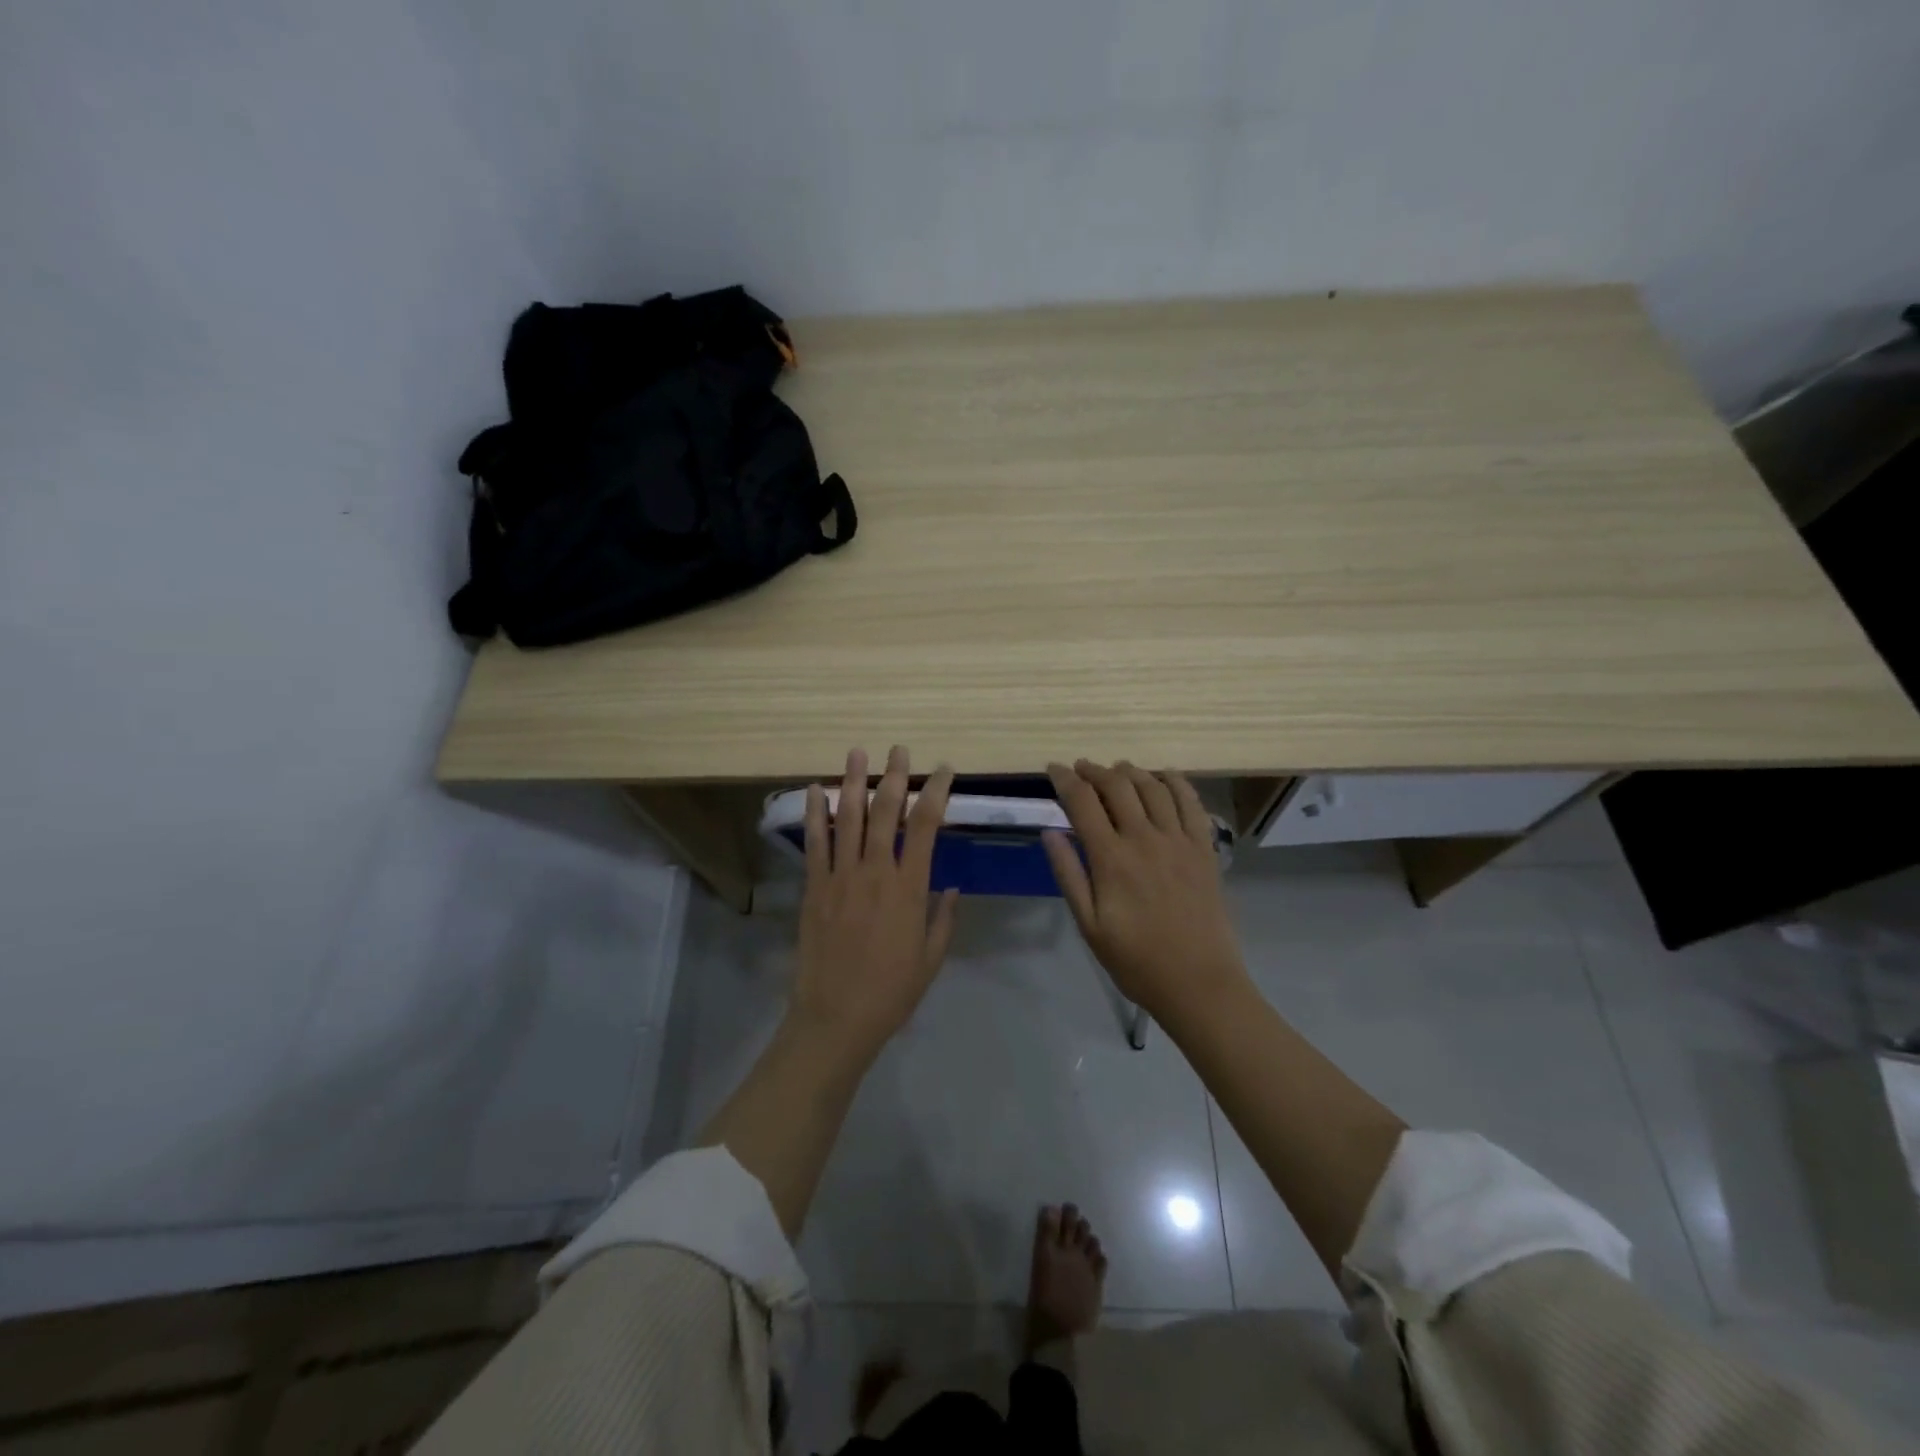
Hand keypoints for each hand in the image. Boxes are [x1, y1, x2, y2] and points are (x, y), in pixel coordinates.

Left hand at [791, 746, 959, 1059]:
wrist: (837, 1017)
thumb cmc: (892, 991)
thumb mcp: (931, 957)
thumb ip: (942, 917)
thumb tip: (951, 886)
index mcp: (910, 888)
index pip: (926, 826)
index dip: (936, 792)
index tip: (943, 770)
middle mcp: (876, 872)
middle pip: (886, 812)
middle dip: (895, 776)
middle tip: (899, 749)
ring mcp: (840, 877)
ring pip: (848, 819)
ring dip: (853, 782)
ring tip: (857, 752)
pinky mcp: (814, 888)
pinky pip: (814, 844)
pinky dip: (815, 814)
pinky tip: (815, 790)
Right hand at [1042, 761, 1246, 1020]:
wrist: (1199, 983)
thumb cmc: (1136, 960)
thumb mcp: (1089, 925)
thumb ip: (1068, 874)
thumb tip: (1050, 832)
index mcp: (1111, 858)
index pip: (1082, 802)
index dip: (1064, 779)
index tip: (1053, 769)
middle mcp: (1145, 839)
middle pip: (1117, 786)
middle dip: (1094, 771)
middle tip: (1081, 769)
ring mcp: (1179, 840)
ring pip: (1153, 787)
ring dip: (1131, 771)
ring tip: (1116, 769)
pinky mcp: (1204, 848)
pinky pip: (1191, 802)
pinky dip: (1175, 781)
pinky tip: (1164, 776)